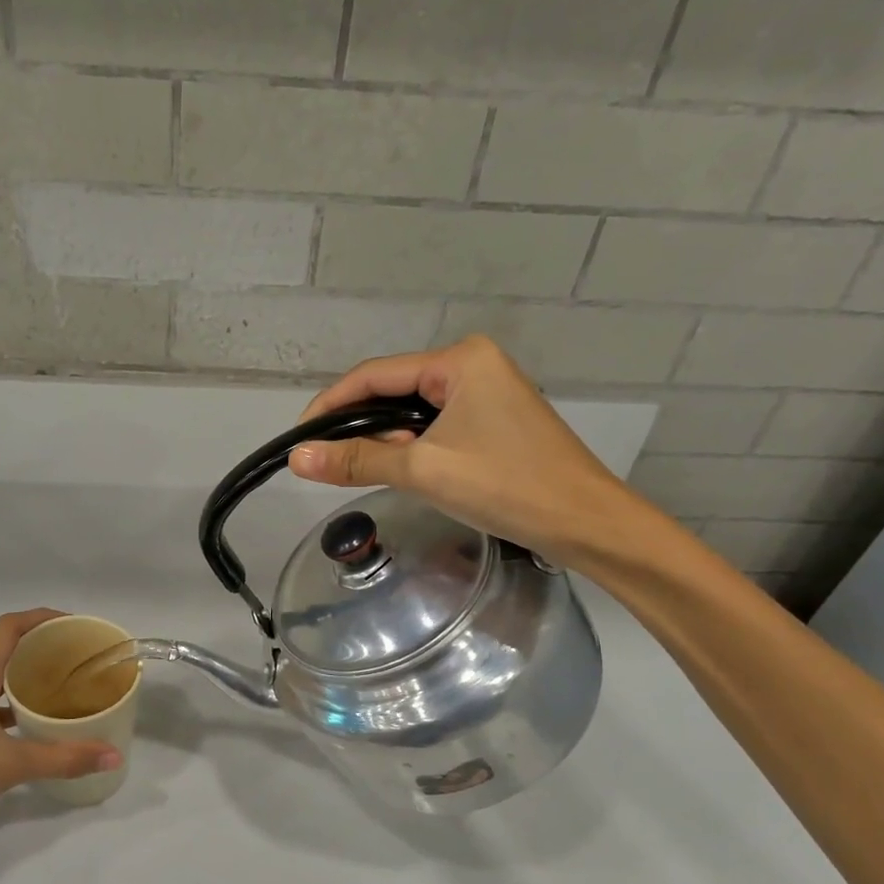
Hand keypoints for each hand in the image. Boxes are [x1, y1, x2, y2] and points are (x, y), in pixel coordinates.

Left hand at [0, 610, 122, 863]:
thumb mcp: (10, 767)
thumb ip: (64, 759)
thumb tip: (113, 755)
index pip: (9, 628)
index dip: (42, 617)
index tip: (74, 624)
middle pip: (7, 651)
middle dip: (43, 649)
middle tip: (80, 661)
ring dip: (28, 679)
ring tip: (65, 692)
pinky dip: (12, 706)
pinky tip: (33, 727)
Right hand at [289, 336, 652, 568]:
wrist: (586, 523)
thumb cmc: (506, 486)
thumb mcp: (423, 470)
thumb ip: (358, 460)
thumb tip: (297, 458)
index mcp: (459, 360)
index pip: (374, 374)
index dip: (331, 405)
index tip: (298, 439)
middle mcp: (472, 365)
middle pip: (393, 390)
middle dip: (359, 426)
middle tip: (329, 463)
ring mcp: (487, 392)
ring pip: (413, 411)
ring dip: (386, 440)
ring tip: (365, 472)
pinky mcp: (494, 421)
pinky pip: (437, 426)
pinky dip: (413, 447)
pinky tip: (404, 470)